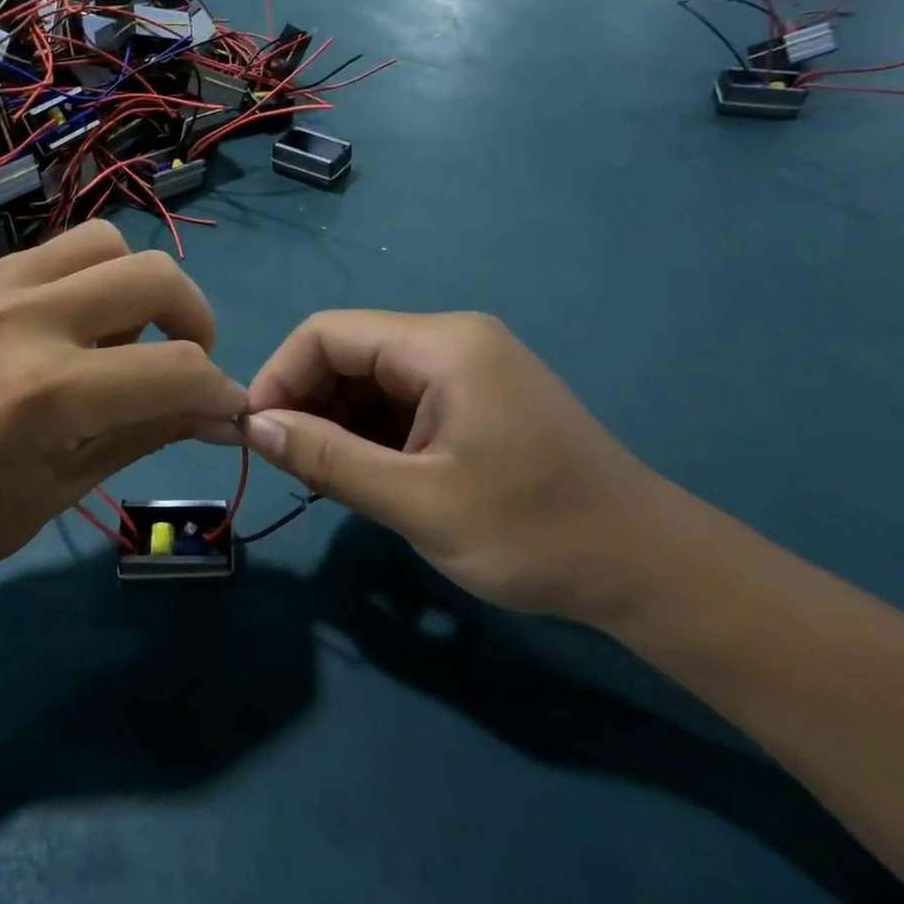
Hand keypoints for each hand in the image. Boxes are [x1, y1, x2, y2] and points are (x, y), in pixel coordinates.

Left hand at [0, 222, 246, 613]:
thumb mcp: (68, 487)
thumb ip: (151, 432)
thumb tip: (224, 413)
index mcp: (47, 391)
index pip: (176, 369)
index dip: (219, 391)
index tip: (227, 409)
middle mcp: (20, 318)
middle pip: (152, 274)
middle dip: (195, 318)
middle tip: (186, 361)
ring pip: (101, 241)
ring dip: (136, 284)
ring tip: (122, 336)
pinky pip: (47, 256)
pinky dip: (81, 282)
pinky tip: (65, 330)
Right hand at [244, 311, 669, 621]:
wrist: (649, 570)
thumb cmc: (534, 532)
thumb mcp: (417, 502)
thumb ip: (328, 459)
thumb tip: (254, 426)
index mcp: (441, 345)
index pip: (326, 333)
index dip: (279, 376)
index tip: (255, 435)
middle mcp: (451, 340)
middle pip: (347, 352)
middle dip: (306, 402)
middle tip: (290, 465)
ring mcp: (467, 368)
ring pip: (370, 379)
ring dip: (336, 422)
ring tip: (327, 478)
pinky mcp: (475, 398)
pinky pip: (400, 400)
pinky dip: (370, 433)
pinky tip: (368, 475)